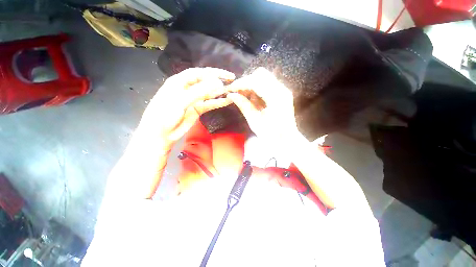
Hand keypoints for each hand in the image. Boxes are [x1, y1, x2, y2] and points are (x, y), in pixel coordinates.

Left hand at [141, 68, 234, 143]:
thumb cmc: (164, 115)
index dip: (213, 72)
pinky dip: (217, 102)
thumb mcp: (180, 101)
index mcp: (179, 82)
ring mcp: (193, 100)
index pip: (199, 73)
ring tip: (232, 91)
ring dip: (219, 92)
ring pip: (209, 93)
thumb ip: (199, 92)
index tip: (227, 76)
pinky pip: (209, 104)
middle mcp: (187, 89)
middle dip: (218, 81)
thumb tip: (218, 83)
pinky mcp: (197, 109)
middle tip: (232, 82)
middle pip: (205, 82)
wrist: (160, 135)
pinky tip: (226, 101)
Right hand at [226, 67, 299, 148]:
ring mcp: (283, 90)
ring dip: (251, 84)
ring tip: (244, 95)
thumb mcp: (254, 121)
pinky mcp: (282, 92)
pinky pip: (267, 83)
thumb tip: (231, 95)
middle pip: (261, 74)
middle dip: (246, 81)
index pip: (256, 82)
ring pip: (264, 77)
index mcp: (276, 98)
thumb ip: (243, 105)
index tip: (230, 89)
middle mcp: (282, 89)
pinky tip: (253, 98)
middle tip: (237, 92)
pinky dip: (257, 88)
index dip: (241, 83)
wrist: (286, 139)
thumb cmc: (271, 134)